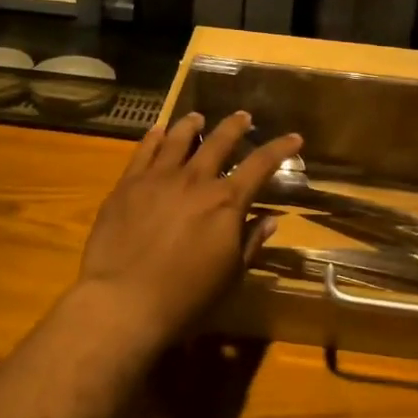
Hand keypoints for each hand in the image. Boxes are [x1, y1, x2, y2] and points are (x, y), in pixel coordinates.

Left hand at [76, 111, 303, 340]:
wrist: (123, 301)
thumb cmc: (185, 297)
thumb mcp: (230, 276)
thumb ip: (250, 242)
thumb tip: (270, 219)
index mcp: (226, 202)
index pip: (261, 165)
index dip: (280, 148)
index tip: (294, 137)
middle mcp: (195, 180)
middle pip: (220, 142)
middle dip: (235, 126)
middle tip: (243, 117)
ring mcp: (158, 178)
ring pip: (179, 139)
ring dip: (193, 125)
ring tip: (198, 118)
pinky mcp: (128, 184)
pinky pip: (144, 151)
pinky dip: (155, 137)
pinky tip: (158, 131)